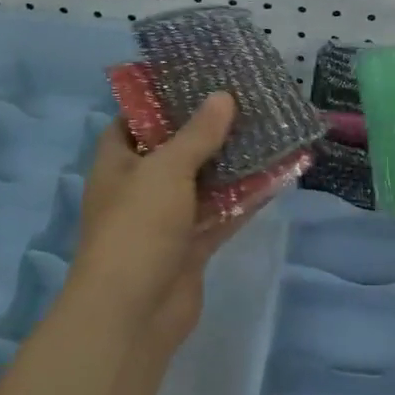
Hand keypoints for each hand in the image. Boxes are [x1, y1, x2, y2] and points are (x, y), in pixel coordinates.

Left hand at [67, 92, 244, 346]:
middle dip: (207, 128)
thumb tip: (223, 96)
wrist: (132, 315)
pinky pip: (222, 214)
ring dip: (233, 163)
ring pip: (204, 182)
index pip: (132, 121)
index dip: (158, 100)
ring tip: (268, 130)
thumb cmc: (137, 229)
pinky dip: (246, 198)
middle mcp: (140, 188)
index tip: (195, 80)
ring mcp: (166, 220)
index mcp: (117, 165)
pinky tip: (277, 176)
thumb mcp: (166, 170)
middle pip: (175, 150)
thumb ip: (197, 134)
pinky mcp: (191, 246)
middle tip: (245, 100)